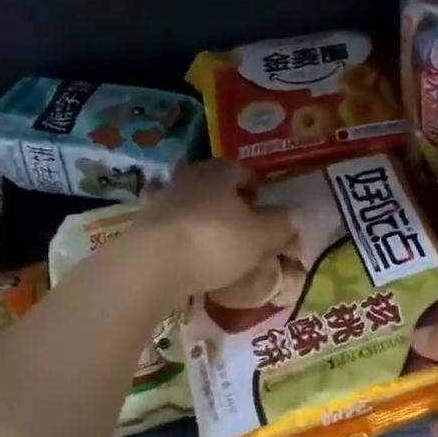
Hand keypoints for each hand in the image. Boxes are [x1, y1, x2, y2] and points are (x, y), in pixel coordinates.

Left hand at [131, 160, 296, 301]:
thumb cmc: (215, 241)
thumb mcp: (261, 235)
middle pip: (217, 190)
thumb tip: (294, 217)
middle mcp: (188, 178)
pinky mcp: (143, 228)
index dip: (259, 191)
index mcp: (219, 171)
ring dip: (207, 225)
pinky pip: (174, 232)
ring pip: (194, 210)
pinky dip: (186, 243)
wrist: (151, 266)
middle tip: (249, 233)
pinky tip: (195, 262)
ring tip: (222, 251)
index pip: (244, 172)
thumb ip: (281, 224)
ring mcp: (161, 201)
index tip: (268, 213)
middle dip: (232, 208)